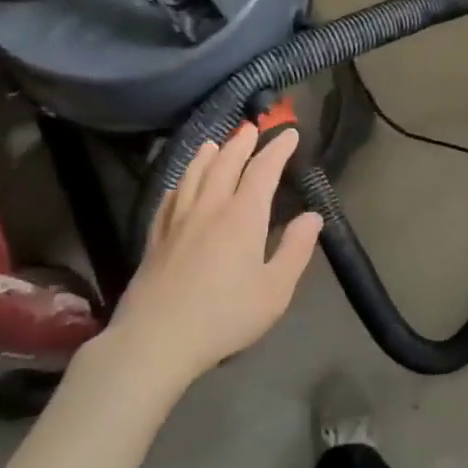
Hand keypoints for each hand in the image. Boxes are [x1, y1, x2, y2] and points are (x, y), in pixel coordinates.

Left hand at [94, 123, 322, 392]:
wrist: (157, 340)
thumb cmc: (225, 316)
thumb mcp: (275, 290)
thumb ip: (296, 249)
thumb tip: (312, 216)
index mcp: (242, 216)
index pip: (263, 170)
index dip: (278, 149)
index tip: (290, 133)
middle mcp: (209, 207)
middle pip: (225, 163)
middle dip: (241, 143)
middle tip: (251, 128)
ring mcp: (177, 221)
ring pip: (193, 175)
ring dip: (207, 155)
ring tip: (214, 143)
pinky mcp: (155, 238)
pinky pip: (169, 198)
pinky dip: (180, 182)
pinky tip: (180, 184)